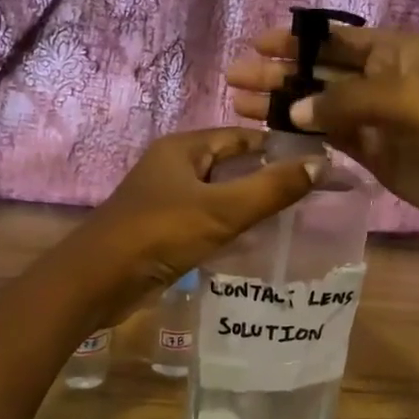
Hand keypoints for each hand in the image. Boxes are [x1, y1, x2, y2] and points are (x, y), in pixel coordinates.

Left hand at [70, 128, 321, 316]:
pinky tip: (258, 240)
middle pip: (231, 163)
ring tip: (294, 217)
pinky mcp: (164, 228)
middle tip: (312, 194)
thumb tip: (321, 163)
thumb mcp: (222, 210)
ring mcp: (167, 198)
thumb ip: (271, 188)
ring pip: (219, 193)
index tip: (317, 163)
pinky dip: (231, 225)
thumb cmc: (159, 234)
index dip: (279, 147)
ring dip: (250, 203)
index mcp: (183, 148)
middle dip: (267, 177)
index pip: (242, 136)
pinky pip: (207, 219)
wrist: (97, 281)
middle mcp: (174, 166)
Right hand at [226, 27, 418, 252]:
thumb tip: (295, 109)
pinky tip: (270, 130)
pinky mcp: (371, 151)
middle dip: (279, 72)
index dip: (295, 40)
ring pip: (318, 103)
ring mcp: (374, 117)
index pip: (334, 39)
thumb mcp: (402, 101)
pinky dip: (300, 131)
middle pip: (319, 70)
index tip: (256, 45)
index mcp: (394, 51)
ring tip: (239, 104)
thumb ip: (344, 101)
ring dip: (282, 102)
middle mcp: (380, 78)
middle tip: (234, 79)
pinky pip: (328, 134)